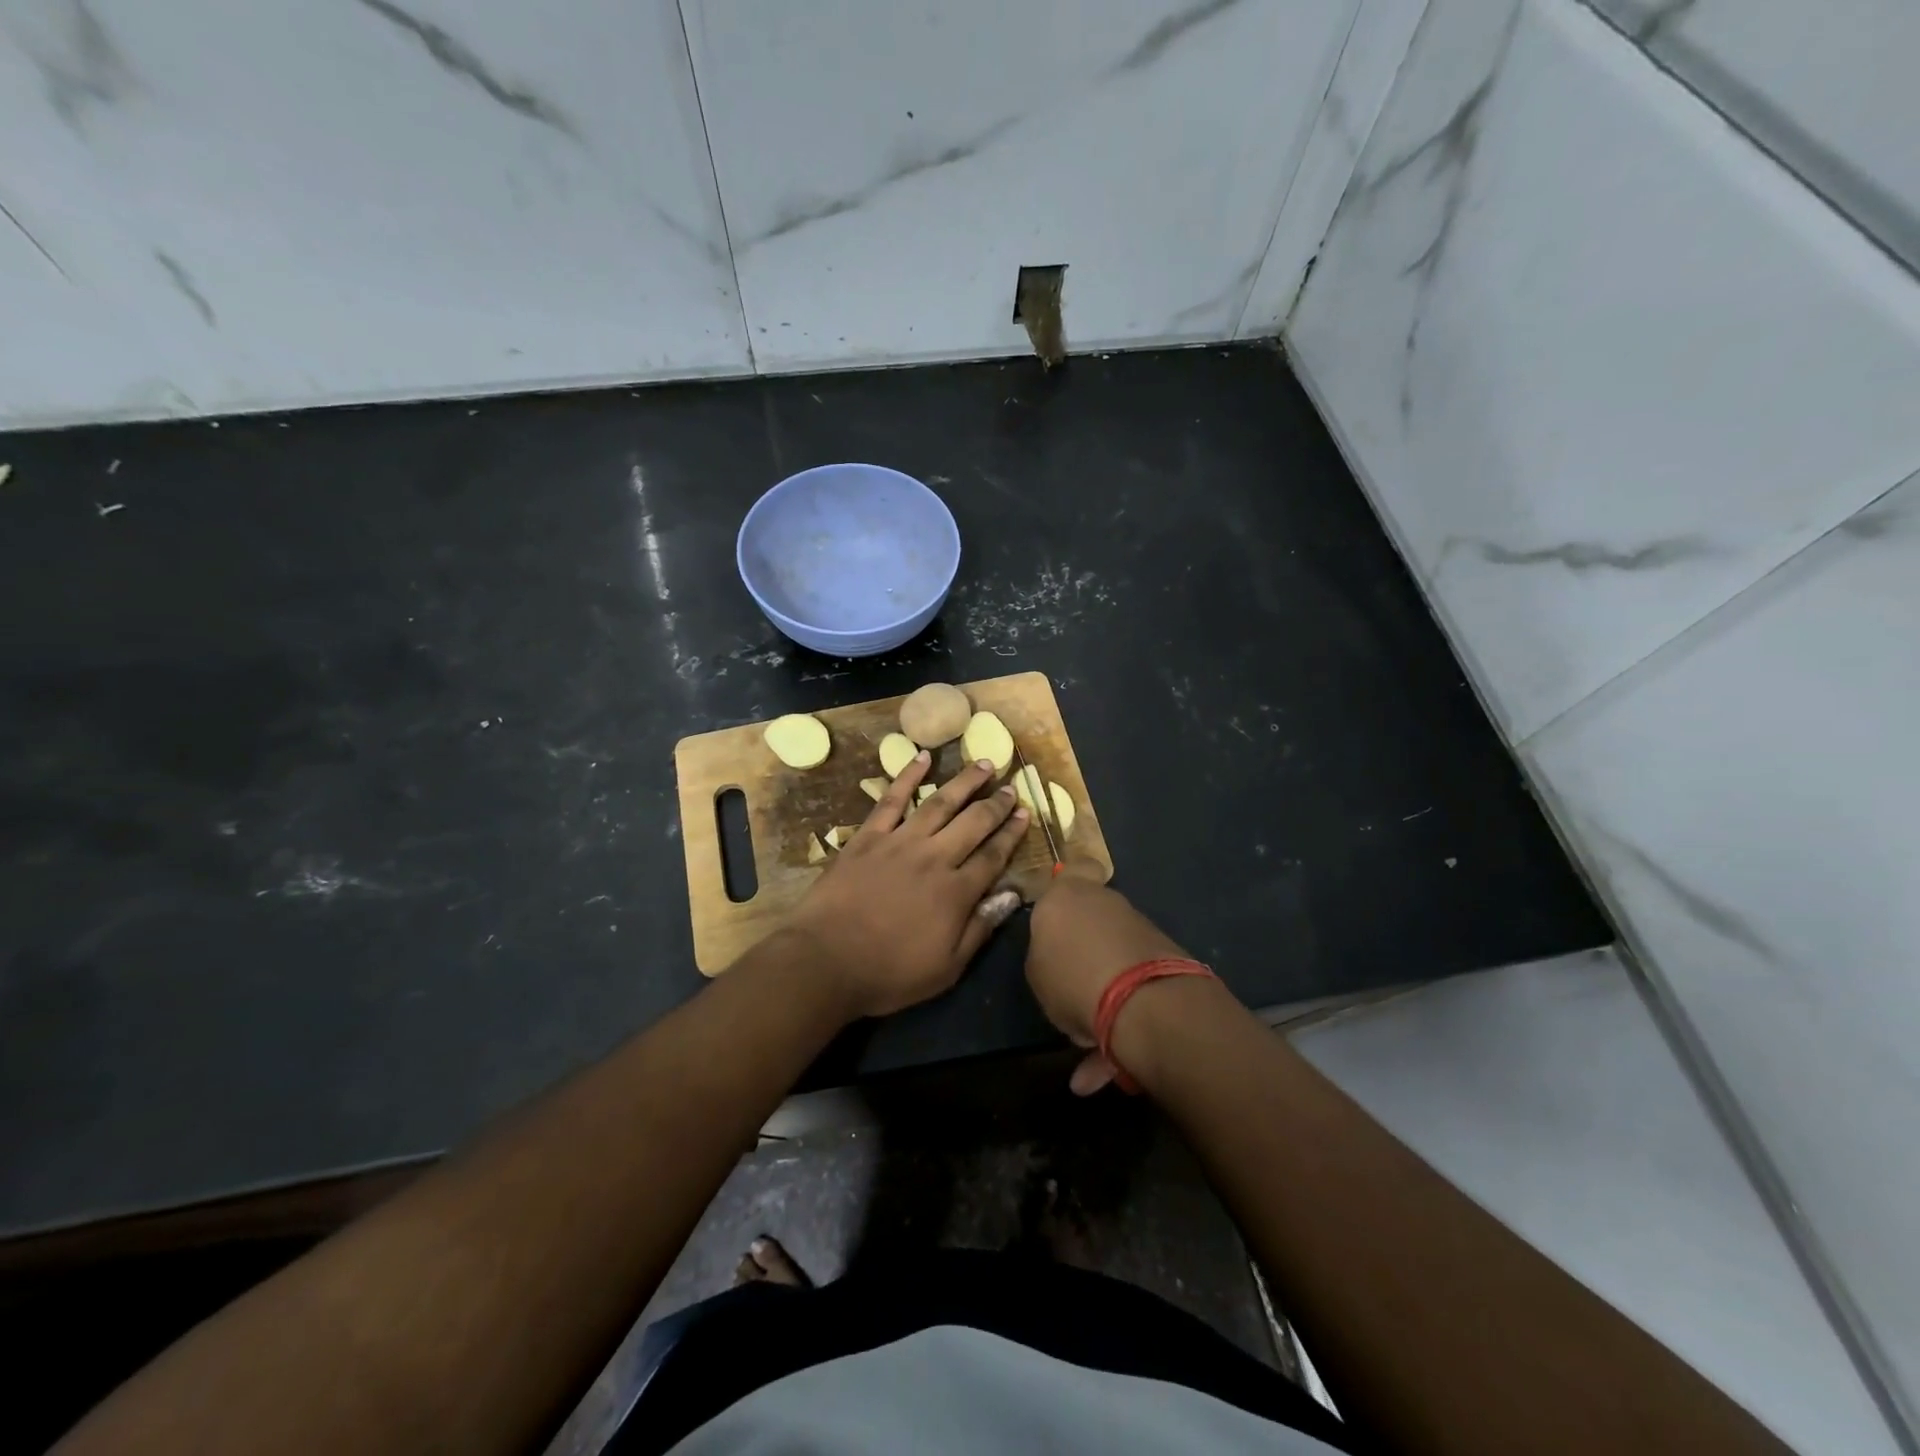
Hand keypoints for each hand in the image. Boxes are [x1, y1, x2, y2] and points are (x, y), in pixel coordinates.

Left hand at [785, 751, 1028, 1018]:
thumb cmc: (889, 973)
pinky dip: (908, 776)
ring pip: (940, 803)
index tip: (1026, 814)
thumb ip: (980, 929)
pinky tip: (922, 757)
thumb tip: (1012, 896)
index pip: (994, 855)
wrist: (826, 961)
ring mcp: (900, 842)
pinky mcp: (868, 836)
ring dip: (965, 782)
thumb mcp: (946, 968)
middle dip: (996, 803)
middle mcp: (934, 858)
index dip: (1012, 834)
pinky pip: (892, 799)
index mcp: (956, 892)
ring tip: (984, 764)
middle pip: (973, 823)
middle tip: (1013, 786)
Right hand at [1026, 861, 1190, 1093]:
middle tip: (1068, 982)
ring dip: (1101, 991)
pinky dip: (1119, 1021)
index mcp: (1067, 895)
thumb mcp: (1036, 970)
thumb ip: (1045, 954)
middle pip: (1093, 916)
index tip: (1068, 900)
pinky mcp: (1165, 960)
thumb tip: (1059, 957)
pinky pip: (1131, 987)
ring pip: (1112, 956)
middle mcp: (1106, 903)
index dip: (1075, 878)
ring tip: (1086, 1041)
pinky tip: (1103, 1068)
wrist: (1141, 1000)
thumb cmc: (1070, 974)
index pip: (1076, 867)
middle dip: (1084, 946)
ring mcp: (1140, 929)